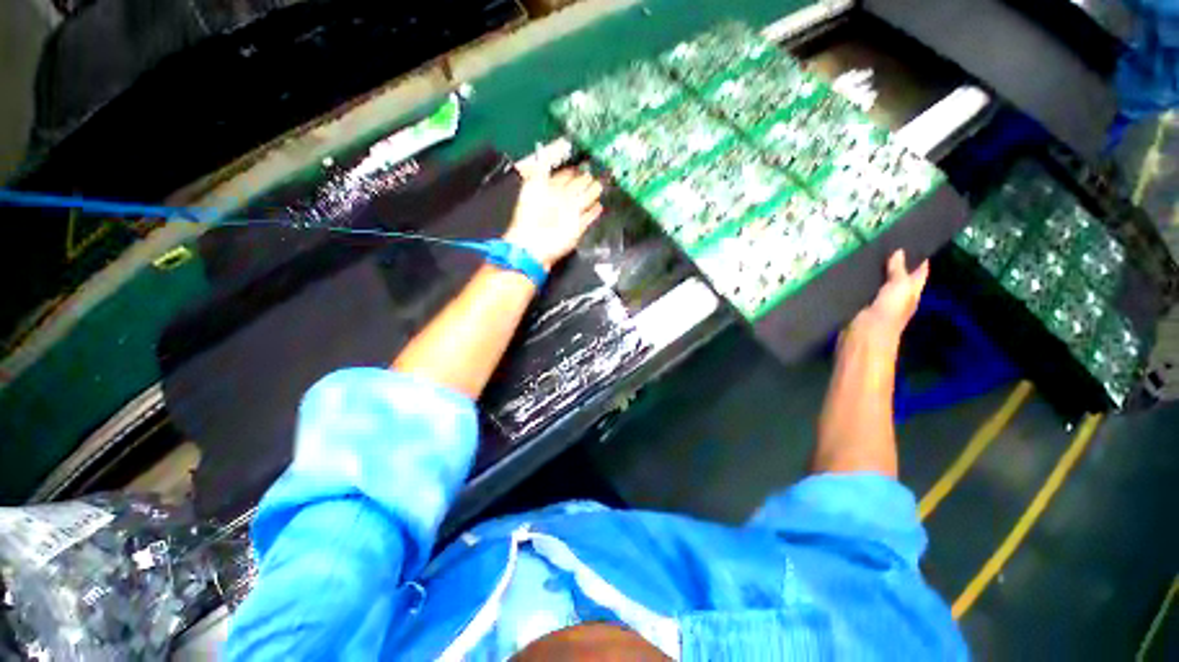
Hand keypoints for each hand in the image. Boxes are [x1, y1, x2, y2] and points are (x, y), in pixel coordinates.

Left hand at [502, 166, 603, 269]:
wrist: (532, 246)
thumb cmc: (528, 217)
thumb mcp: (531, 187)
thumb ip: (540, 170)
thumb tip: (544, 154)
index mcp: (550, 190)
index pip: (565, 176)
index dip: (573, 170)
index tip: (582, 164)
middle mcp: (561, 201)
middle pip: (577, 186)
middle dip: (586, 179)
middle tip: (595, 173)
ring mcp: (570, 215)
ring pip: (585, 200)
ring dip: (592, 193)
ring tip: (600, 185)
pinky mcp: (577, 229)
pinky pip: (588, 218)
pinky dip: (593, 213)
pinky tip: (599, 207)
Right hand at [849, 250, 928, 343]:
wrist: (864, 335)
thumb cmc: (888, 311)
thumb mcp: (899, 287)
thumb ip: (898, 270)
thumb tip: (899, 251)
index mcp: (911, 291)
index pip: (919, 271)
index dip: (919, 257)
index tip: (913, 240)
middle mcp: (896, 294)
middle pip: (898, 275)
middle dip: (893, 261)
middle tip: (885, 242)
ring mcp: (876, 300)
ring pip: (877, 281)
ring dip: (873, 270)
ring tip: (866, 251)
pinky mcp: (858, 303)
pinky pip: (860, 288)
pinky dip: (858, 280)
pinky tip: (852, 269)